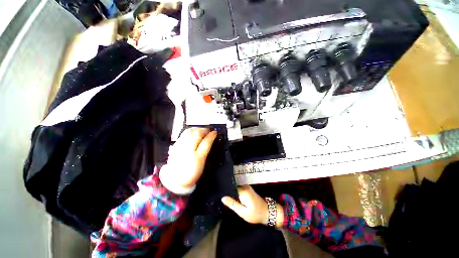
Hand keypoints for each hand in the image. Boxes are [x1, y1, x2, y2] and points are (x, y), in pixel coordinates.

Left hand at [161, 128, 216, 190]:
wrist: (175, 180)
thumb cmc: (191, 173)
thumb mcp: (201, 164)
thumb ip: (205, 151)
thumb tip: (209, 140)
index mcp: (197, 157)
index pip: (206, 142)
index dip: (212, 136)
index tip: (215, 133)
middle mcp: (188, 150)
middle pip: (197, 134)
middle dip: (205, 130)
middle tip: (209, 130)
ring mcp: (180, 146)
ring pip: (189, 132)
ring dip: (197, 128)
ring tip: (202, 129)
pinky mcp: (175, 145)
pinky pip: (183, 134)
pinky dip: (190, 131)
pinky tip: (193, 132)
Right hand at [221, 185, 283, 227]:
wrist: (268, 212)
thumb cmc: (255, 214)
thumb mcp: (242, 212)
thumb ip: (232, 204)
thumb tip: (222, 197)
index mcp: (243, 190)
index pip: (230, 186)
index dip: (225, 189)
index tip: (219, 192)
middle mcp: (244, 186)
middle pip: (233, 186)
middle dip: (227, 190)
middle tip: (221, 195)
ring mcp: (247, 186)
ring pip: (235, 187)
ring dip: (231, 191)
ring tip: (225, 196)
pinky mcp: (248, 189)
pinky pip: (239, 188)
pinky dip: (235, 192)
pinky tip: (232, 196)